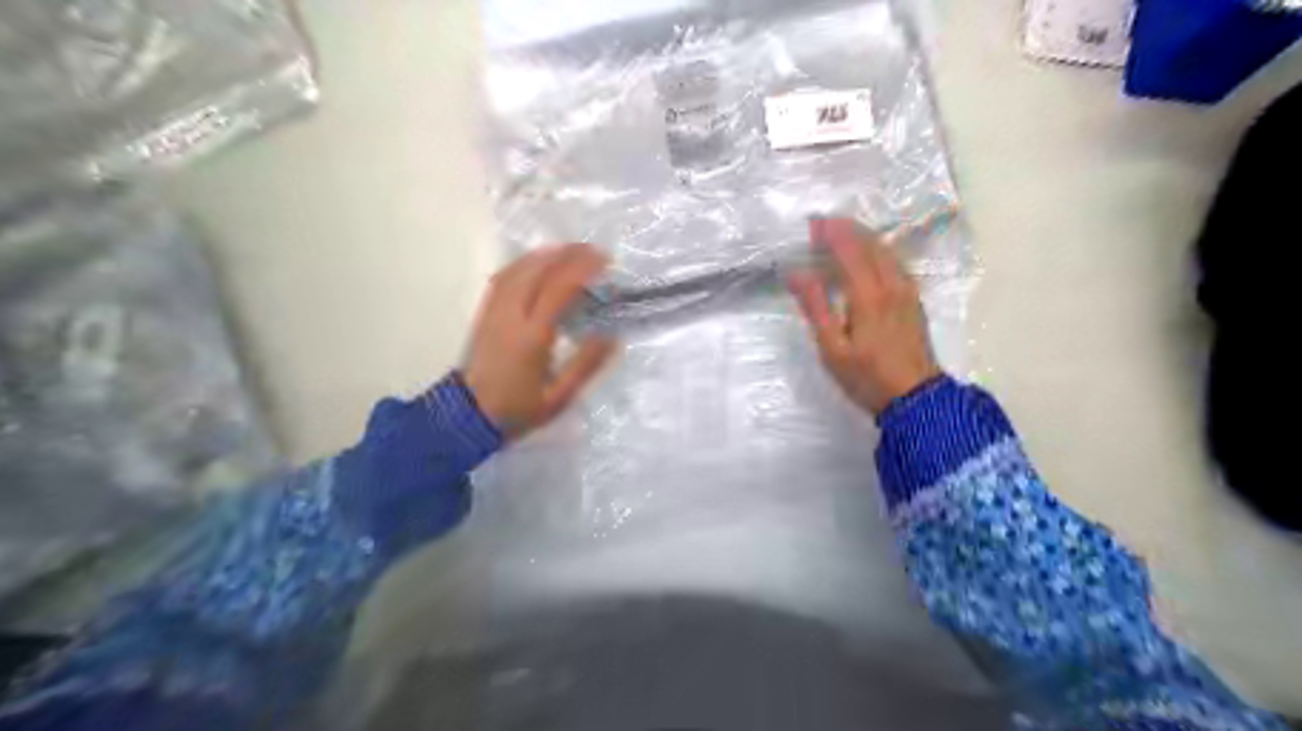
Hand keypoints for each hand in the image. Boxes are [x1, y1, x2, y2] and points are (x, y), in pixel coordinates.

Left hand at [463, 242, 616, 438]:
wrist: (467, 416)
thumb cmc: (517, 409)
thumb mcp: (559, 397)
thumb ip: (585, 365)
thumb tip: (612, 337)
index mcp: (532, 336)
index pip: (559, 289)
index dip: (582, 269)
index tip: (604, 260)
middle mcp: (511, 316)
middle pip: (538, 270)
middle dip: (567, 254)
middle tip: (592, 250)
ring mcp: (494, 311)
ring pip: (518, 269)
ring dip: (545, 254)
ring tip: (569, 251)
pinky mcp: (485, 313)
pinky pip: (503, 277)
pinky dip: (524, 263)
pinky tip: (536, 263)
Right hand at [784, 217, 934, 416]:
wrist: (916, 399)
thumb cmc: (867, 377)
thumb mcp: (832, 348)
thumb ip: (815, 306)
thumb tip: (796, 272)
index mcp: (868, 294)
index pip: (849, 250)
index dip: (830, 232)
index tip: (812, 222)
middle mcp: (891, 284)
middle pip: (870, 243)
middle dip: (846, 229)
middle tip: (822, 225)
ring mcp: (907, 291)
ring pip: (886, 250)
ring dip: (863, 236)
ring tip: (841, 234)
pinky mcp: (913, 300)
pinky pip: (895, 262)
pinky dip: (877, 250)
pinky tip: (868, 256)